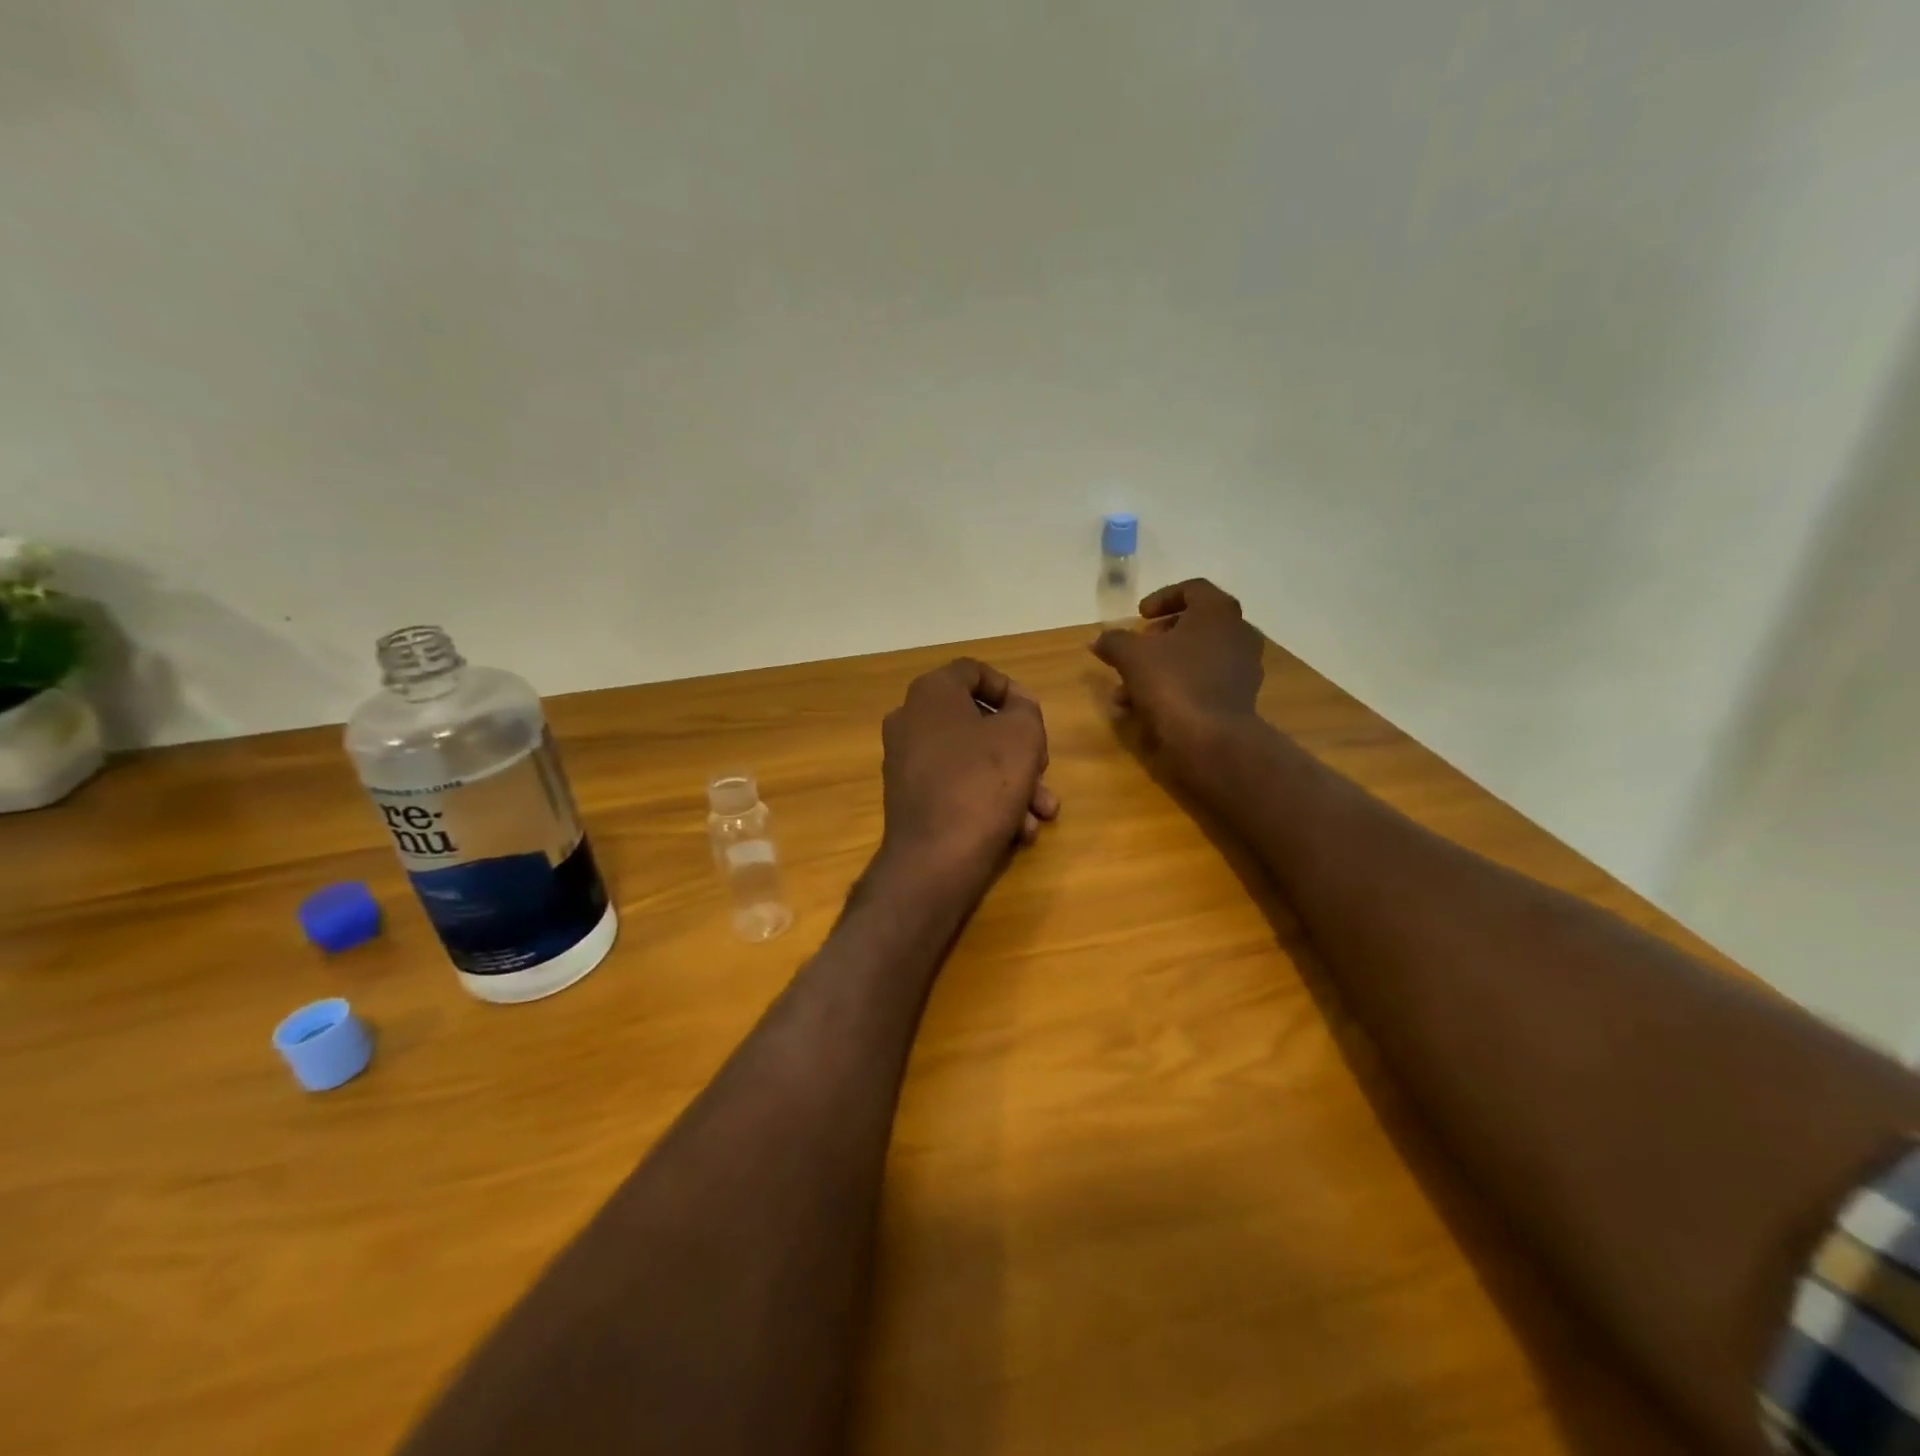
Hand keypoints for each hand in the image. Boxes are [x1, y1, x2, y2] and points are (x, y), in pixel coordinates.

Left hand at [880, 658, 1057, 871]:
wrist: (936, 860)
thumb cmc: (982, 783)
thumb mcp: (1022, 734)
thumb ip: (1025, 708)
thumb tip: (1015, 706)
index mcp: (930, 693)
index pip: (975, 671)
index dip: (1011, 689)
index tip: (1034, 717)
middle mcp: (910, 721)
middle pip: (977, 721)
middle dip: (1020, 749)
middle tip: (1043, 770)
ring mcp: (906, 762)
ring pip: (972, 760)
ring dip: (1014, 782)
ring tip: (1042, 813)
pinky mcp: (910, 799)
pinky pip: (956, 786)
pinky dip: (988, 801)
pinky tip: (1017, 831)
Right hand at [1092, 578, 1264, 765]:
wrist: (1212, 740)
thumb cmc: (1174, 683)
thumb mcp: (1132, 657)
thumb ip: (1114, 641)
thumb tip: (1100, 640)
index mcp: (1218, 612)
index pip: (1193, 589)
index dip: (1162, 598)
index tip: (1139, 616)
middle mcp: (1238, 634)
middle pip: (1195, 625)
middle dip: (1159, 638)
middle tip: (1135, 650)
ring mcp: (1242, 669)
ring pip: (1195, 659)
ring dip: (1161, 668)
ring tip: (1128, 690)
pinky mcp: (1239, 699)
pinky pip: (1202, 684)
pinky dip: (1176, 689)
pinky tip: (1145, 710)